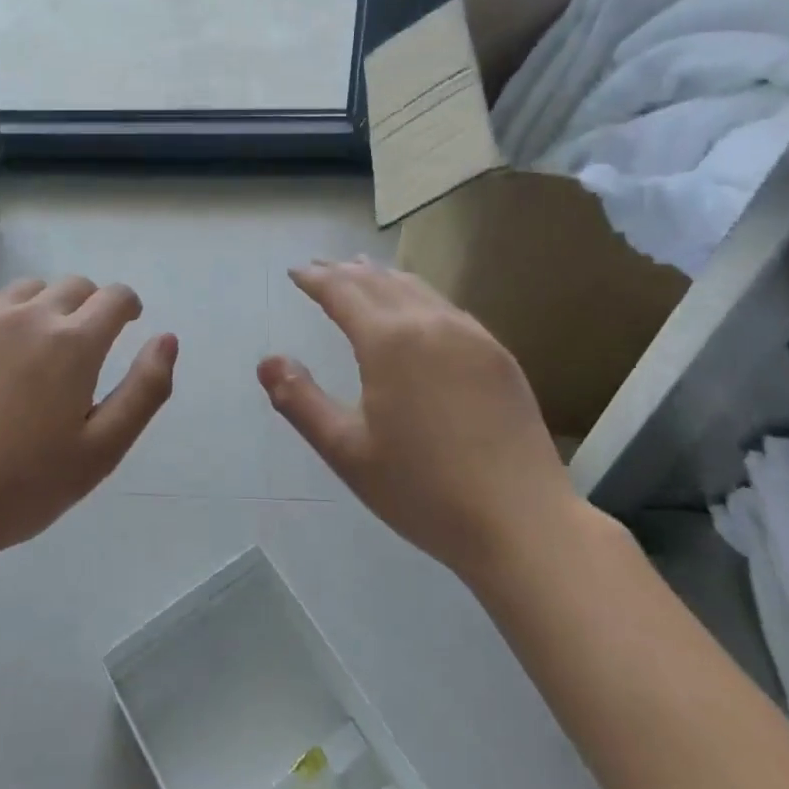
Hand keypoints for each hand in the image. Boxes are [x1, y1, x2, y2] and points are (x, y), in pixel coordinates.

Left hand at [0, 276, 176, 566]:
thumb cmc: (24, 484)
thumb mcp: (102, 450)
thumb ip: (145, 390)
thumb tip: (167, 338)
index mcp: (75, 343)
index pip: (115, 297)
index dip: (128, 306)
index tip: (127, 323)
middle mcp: (32, 315)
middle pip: (74, 285)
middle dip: (90, 305)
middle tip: (84, 345)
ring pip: (30, 288)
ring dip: (46, 305)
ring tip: (38, 344)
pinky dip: (0, 309)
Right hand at [259, 258, 578, 581]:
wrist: (521, 521)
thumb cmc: (422, 490)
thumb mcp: (346, 451)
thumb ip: (300, 401)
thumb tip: (266, 361)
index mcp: (388, 341)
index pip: (342, 292)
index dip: (315, 279)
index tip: (296, 272)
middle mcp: (429, 323)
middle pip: (378, 281)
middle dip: (345, 271)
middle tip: (322, 267)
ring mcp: (470, 335)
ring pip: (416, 287)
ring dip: (382, 277)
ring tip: (363, 272)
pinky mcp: (497, 353)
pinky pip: (447, 307)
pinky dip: (418, 295)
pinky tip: (417, 308)